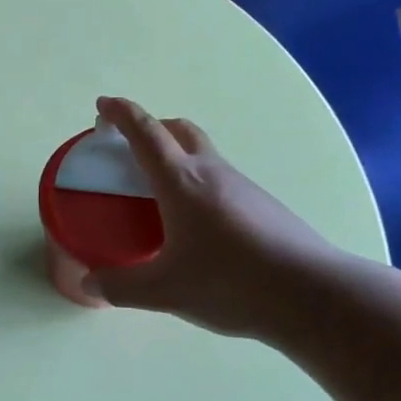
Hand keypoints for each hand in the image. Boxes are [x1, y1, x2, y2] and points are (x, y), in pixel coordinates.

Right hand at [85, 96, 347, 338]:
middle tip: (132, 146)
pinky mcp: (264, 206)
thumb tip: (88, 285)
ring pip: (204, 155)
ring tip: (162, 194)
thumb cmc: (230, 281)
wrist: (312, 294)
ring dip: (179, 157)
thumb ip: (121, 286)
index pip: (145, 132)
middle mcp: (211, 172)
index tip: (103, 105)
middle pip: (180, 130)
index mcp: (180, 180)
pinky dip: (199, 184)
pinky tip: (199, 225)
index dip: (121, 113)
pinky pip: (222, 180)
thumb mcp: (166, 290)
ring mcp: (242, 187)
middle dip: (152, 127)